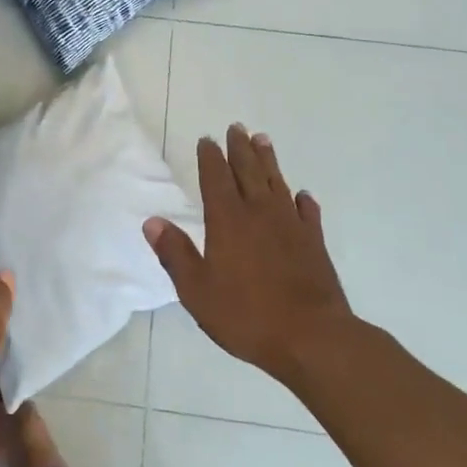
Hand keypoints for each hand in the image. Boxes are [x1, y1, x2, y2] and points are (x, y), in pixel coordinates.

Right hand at [143, 125, 355, 385]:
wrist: (313, 338)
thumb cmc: (247, 315)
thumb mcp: (197, 290)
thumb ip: (175, 254)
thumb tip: (152, 221)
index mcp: (228, 221)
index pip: (216, 178)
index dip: (210, 158)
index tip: (207, 139)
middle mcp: (260, 214)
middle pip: (249, 172)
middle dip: (240, 149)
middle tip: (237, 127)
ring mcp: (291, 227)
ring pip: (277, 184)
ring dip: (269, 161)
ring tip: (263, 141)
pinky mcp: (315, 244)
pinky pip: (308, 214)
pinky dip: (304, 201)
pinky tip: (303, 196)